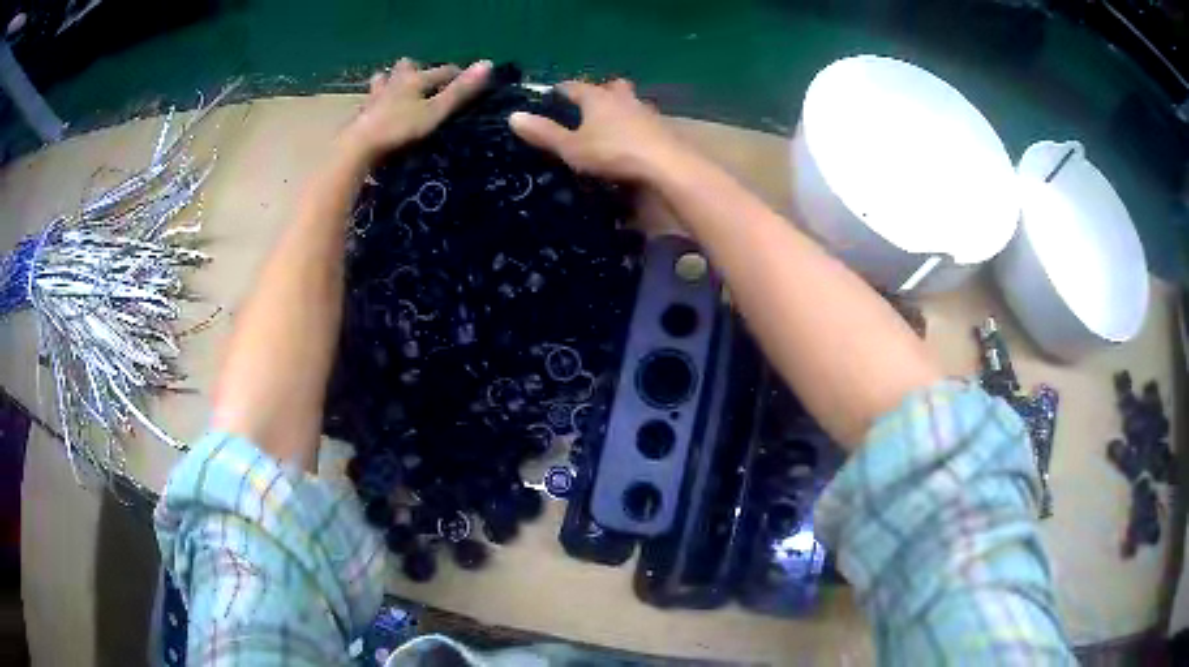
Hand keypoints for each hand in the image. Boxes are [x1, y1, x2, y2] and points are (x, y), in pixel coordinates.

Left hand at [340, 58, 491, 160]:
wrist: (357, 148)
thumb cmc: (399, 129)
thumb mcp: (436, 112)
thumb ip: (460, 91)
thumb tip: (488, 63)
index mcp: (414, 80)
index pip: (442, 71)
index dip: (457, 75)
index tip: (468, 82)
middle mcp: (393, 83)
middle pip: (405, 67)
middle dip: (414, 70)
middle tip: (422, 82)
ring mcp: (373, 98)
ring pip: (381, 81)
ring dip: (388, 82)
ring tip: (394, 92)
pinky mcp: (359, 116)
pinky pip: (367, 105)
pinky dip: (372, 106)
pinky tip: (372, 114)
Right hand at [508, 79, 689, 181]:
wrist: (665, 166)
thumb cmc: (612, 153)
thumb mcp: (571, 147)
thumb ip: (544, 133)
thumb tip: (513, 116)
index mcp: (597, 98)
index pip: (575, 86)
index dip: (562, 89)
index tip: (552, 93)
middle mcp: (623, 98)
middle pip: (611, 87)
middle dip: (600, 92)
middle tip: (590, 103)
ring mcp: (646, 112)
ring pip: (631, 103)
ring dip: (621, 108)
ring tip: (612, 122)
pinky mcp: (663, 130)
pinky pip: (645, 122)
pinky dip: (636, 126)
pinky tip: (634, 140)